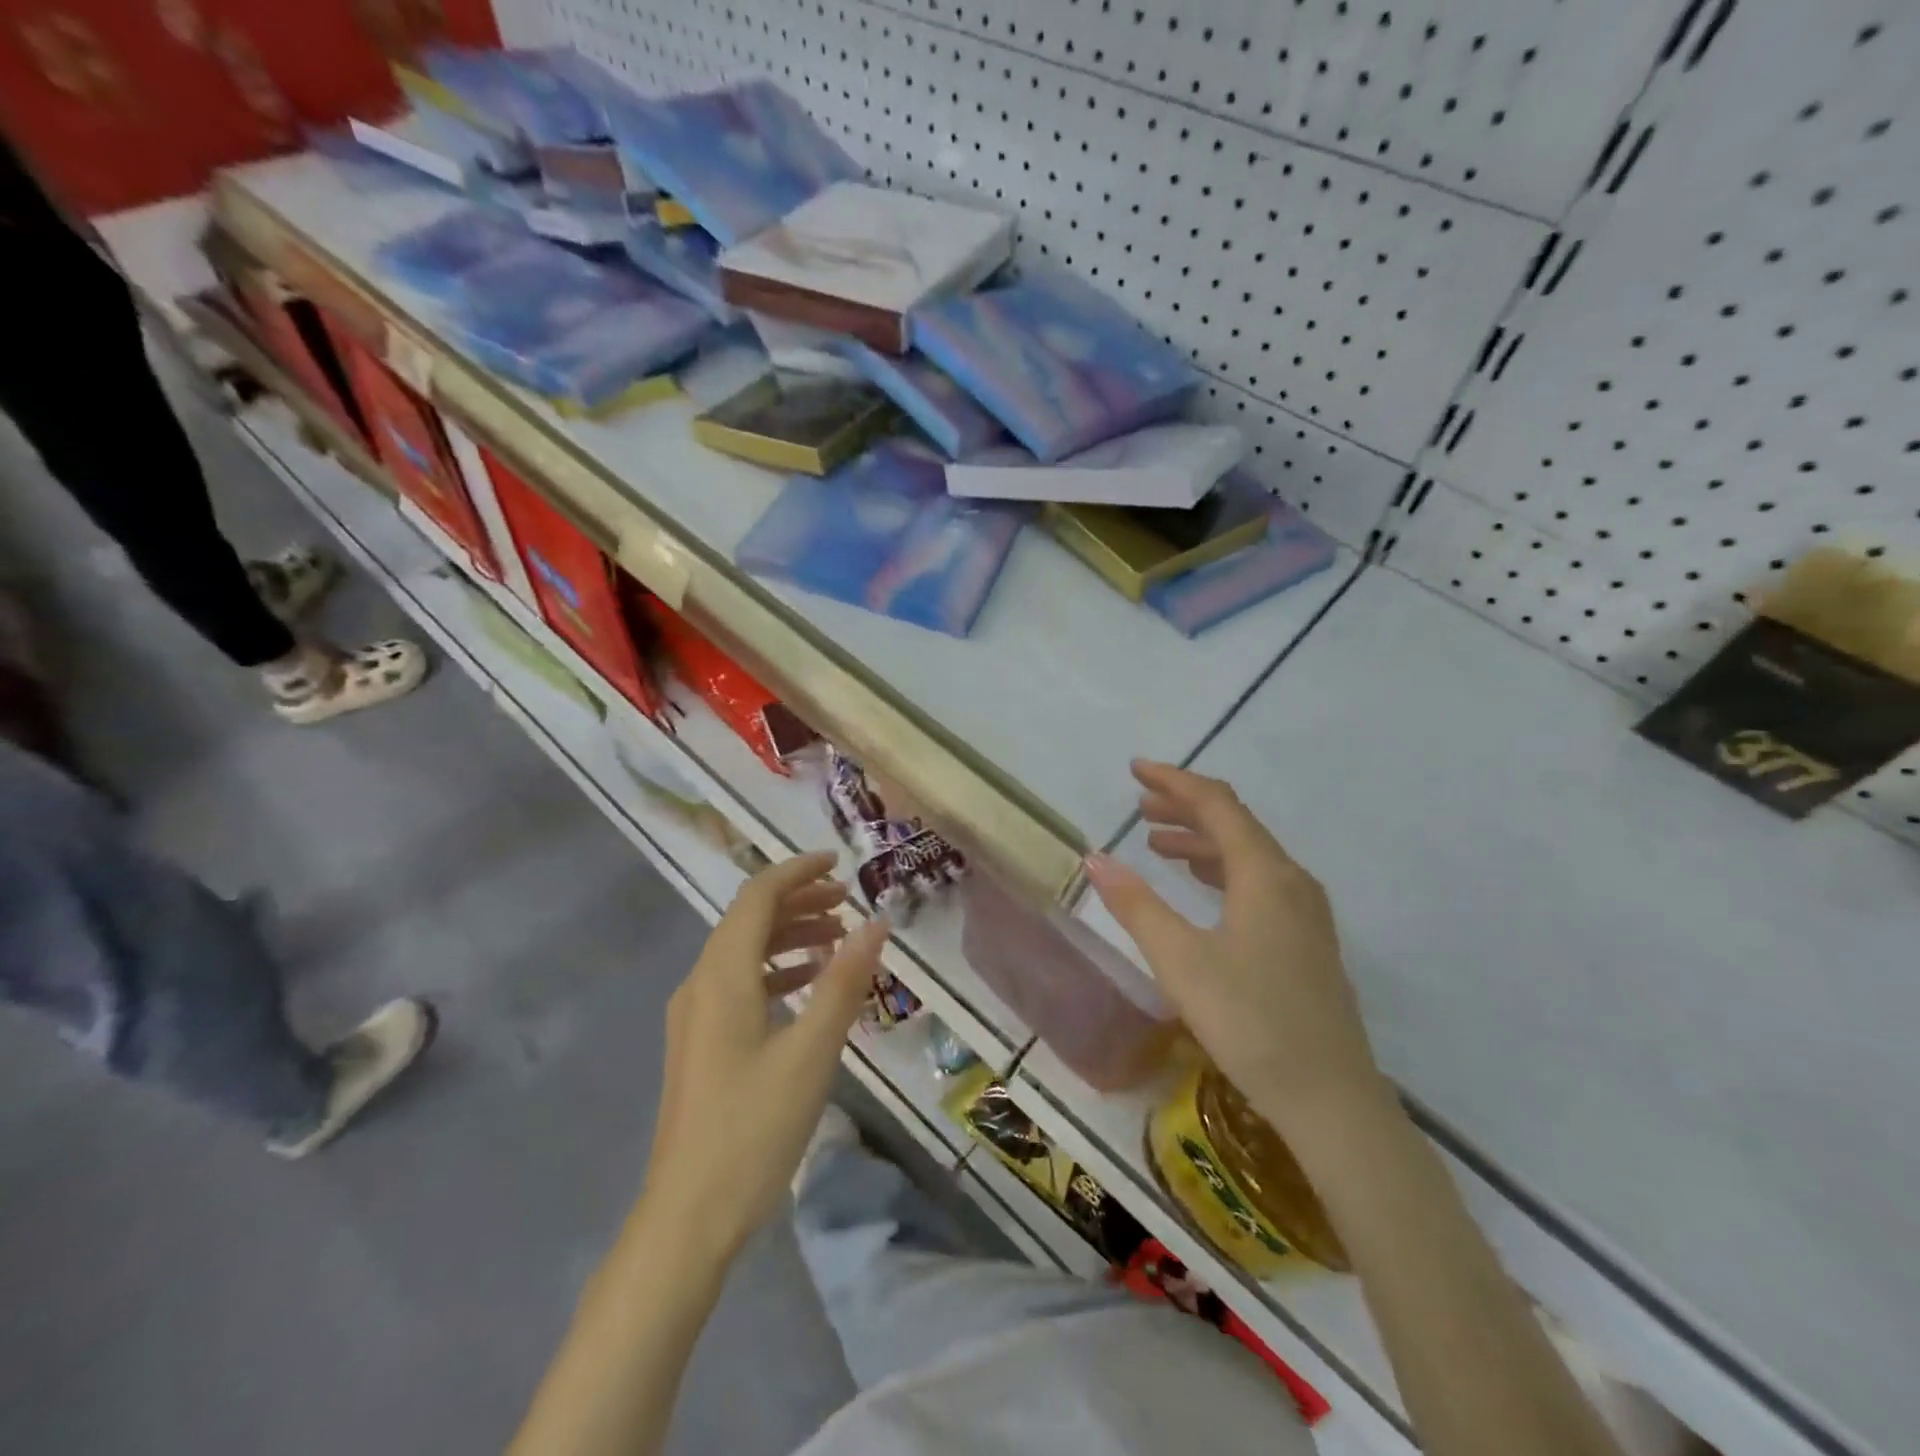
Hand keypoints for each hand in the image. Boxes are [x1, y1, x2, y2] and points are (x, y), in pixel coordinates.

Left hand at [642, 852, 887, 1257]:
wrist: (686, 1218)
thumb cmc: (753, 1129)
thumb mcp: (811, 1052)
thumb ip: (844, 983)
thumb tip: (876, 924)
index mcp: (722, 977)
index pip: (758, 898)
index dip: (797, 871)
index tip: (839, 863)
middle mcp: (701, 985)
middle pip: (749, 920)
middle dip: (799, 901)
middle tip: (849, 902)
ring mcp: (696, 1016)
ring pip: (745, 952)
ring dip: (790, 935)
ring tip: (838, 938)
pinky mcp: (701, 1044)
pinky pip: (741, 984)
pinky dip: (777, 970)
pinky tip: (808, 986)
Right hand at [1084, 761, 1384, 1126]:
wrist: (1330, 1098)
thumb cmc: (1250, 1021)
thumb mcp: (1180, 960)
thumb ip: (1136, 905)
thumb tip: (1095, 858)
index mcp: (1265, 873)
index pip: (1216, 805)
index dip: (1174, 781)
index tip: (1135, 769)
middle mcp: (1291, 880)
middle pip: (1235, 824)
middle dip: (1185, 808)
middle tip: (1139, 806)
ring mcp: (1305, 911)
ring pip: (1247, 854)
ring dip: (1201, 841)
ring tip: (1156, 843)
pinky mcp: (1305, 940)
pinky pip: (1258, 882)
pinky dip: (1220, 870)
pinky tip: (1199, 885)